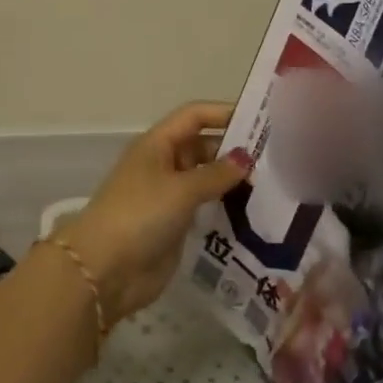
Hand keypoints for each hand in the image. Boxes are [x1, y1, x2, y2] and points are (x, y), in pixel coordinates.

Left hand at [60, 102, 253, 324]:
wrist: (105, 269)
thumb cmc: (140, 215)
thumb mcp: (180, 189)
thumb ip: (216, 174)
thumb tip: (246, 158)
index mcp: (158, 144)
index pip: (194, 116)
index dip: (224, 113)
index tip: (261, 121)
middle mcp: (163, 164)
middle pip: (203, 146)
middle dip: (234, 150)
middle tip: (277, 160)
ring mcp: (168, 195)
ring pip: (206, 178)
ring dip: (233, 181)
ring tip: (274, 186)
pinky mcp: (175, 224)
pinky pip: (205, 206)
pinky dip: (226, 206)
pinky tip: (255, 213)